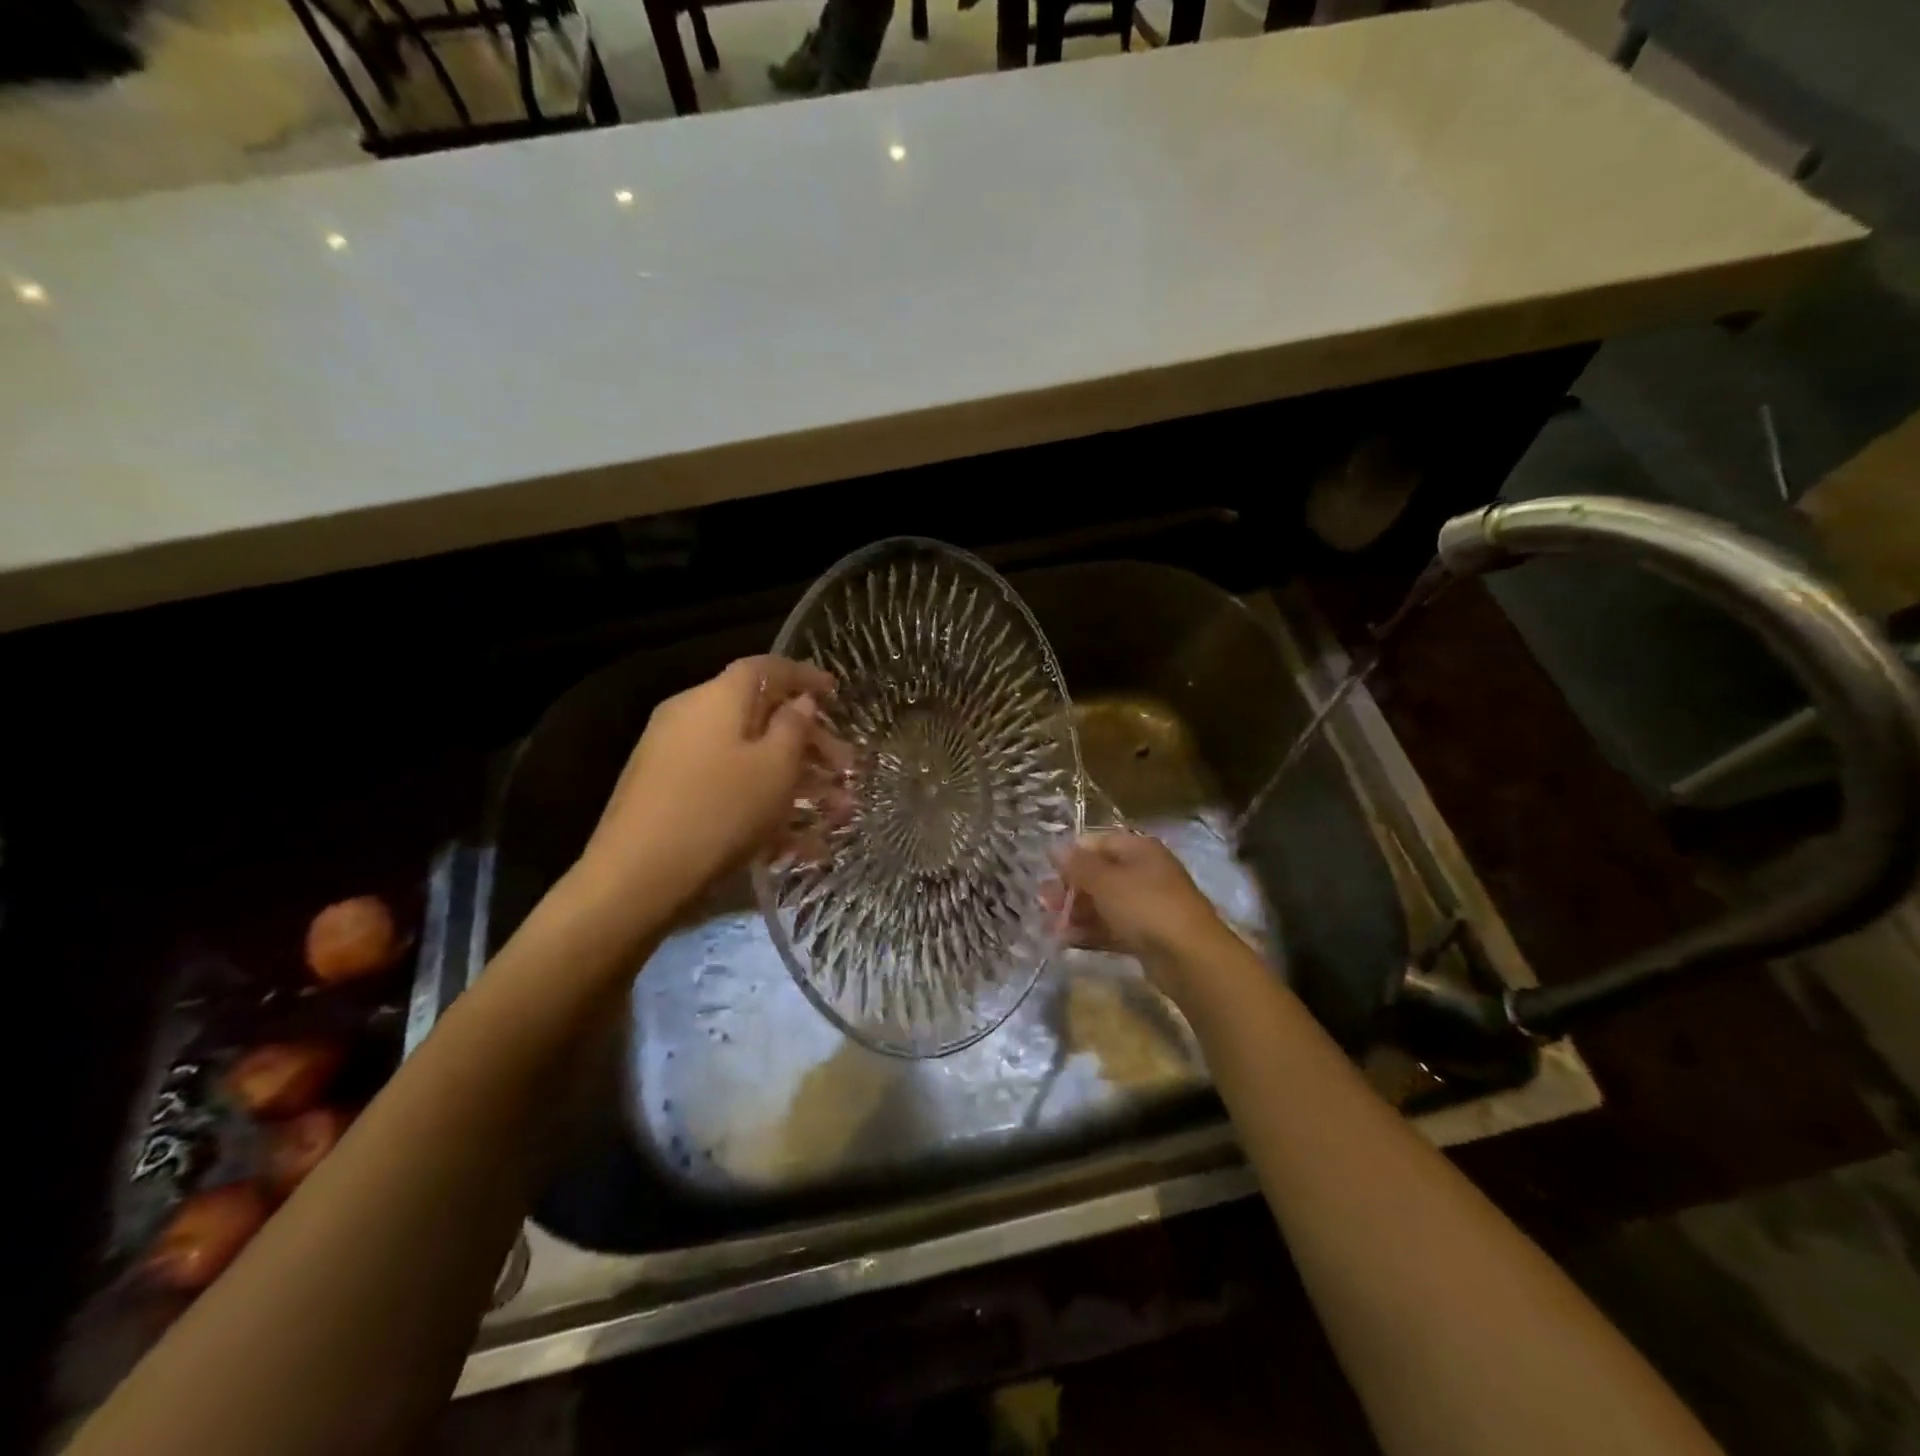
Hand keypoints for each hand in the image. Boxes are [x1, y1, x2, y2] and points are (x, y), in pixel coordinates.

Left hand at [574, 656, 850, 918]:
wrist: (637, 878)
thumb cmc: (720, 810)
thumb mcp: (775, 767)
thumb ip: (794, 727)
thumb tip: (799, 700)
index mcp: (717, 699)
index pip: (766, 669)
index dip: (804, 676)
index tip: (836, 693)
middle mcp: (692, 718)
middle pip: (761, 717)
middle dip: (810, 743)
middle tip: (847, 769)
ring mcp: (676, 758)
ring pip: (749, 759)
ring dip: (796, 782)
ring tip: (837, 814)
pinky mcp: (670, 796)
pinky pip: (729, 788)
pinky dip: (764, 806)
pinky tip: (800, 845)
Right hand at [1053, 830, 1239, 996]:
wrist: (1190, 957)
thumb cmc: (1145, 905)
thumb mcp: (1105, 880)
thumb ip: (1078, 865)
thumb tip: (1055, 849)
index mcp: (1139, 850)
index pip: (1098, 844)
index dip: (1072, 856)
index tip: (1047, 871)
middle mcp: (1144, 873)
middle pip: (1099, 875)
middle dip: (1069, 889)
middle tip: (1043, 903)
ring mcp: (1147, 906)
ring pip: (1104, 905)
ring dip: (1075, 914)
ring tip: (1048, 927)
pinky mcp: (1146, 936)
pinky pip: (1112, 929)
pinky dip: (1090, 933)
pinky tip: (1065, 942)